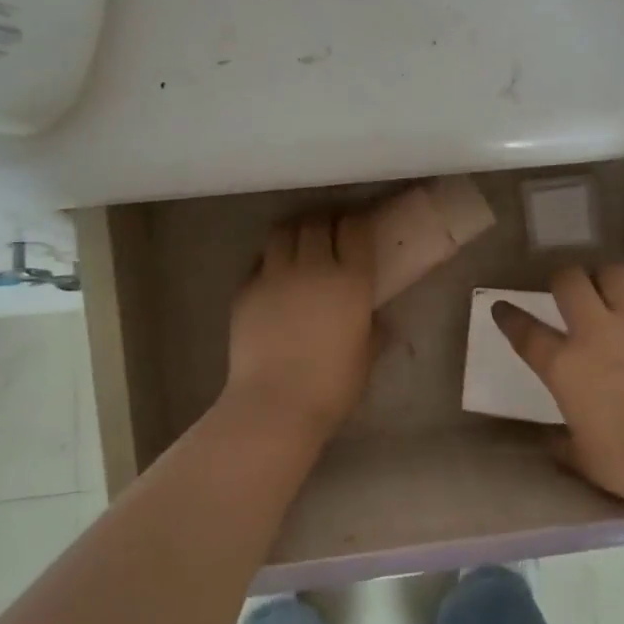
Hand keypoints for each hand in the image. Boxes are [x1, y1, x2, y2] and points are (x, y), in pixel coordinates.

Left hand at [223, 212, 377, 439]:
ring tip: (299, 240)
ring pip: (283, 231)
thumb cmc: (332, 386)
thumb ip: (373, 330)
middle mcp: (313, 266)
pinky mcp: (246, 288)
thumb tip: (376, 320)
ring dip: (295, 230)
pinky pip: (260, 260)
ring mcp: (275, 274)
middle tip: (329, 231)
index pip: (354, 229)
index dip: (356, 222)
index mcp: (351, 280)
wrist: (275, 403)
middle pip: (317, 222)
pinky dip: (270, 258)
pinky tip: (274, 273)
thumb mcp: (365, 357)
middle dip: (325, 220)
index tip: (357, 228)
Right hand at [492, 264, 623, 512]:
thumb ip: (562, 441)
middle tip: (568, 294)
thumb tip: (553, 440)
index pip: (524, 331)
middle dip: (562, 280)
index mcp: (564, 366)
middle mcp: (595, 331)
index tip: (502, 307)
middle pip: (569, 280)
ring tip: (611, 292)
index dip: (508, 316)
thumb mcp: (583, 458)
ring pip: (613, 272)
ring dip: (607, 279)